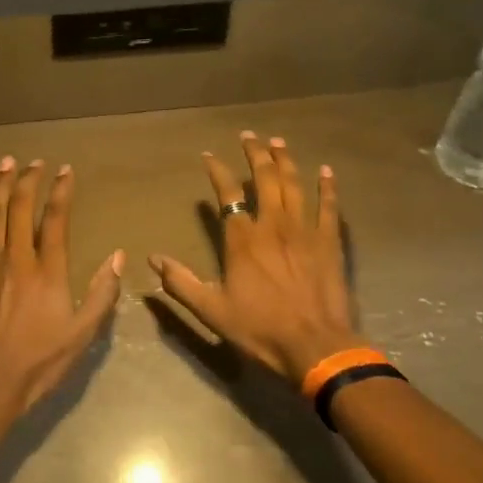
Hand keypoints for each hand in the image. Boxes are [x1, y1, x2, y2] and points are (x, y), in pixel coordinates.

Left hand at [0, 156, 124, 412]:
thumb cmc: (39, 361)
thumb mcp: (82, 334)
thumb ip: (101, 293)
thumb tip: (117, 256)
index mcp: (47, 271)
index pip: (55, 219)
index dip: (61, 191)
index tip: (65, 170)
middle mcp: (16, 259)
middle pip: (20, 208)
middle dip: (28, 180)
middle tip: (33, 161)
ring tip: (4, 164)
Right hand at [150, 132, 364, 386]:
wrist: (315, 346)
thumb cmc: (260, 329)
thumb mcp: (212, 310)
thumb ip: (181, 283)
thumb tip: (153, 259)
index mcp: (242, 240)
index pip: (227, 194)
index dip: (217, 171)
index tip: (209, 155)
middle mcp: (273, 226)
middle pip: (265, 179)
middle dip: (256, 154)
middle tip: (250, 136)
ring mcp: (304, 231)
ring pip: (295, 185)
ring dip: (286, 161)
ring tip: (279, 142)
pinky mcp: (330, 243)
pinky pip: (329, 207)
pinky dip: (327, 188)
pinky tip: (326, 171)